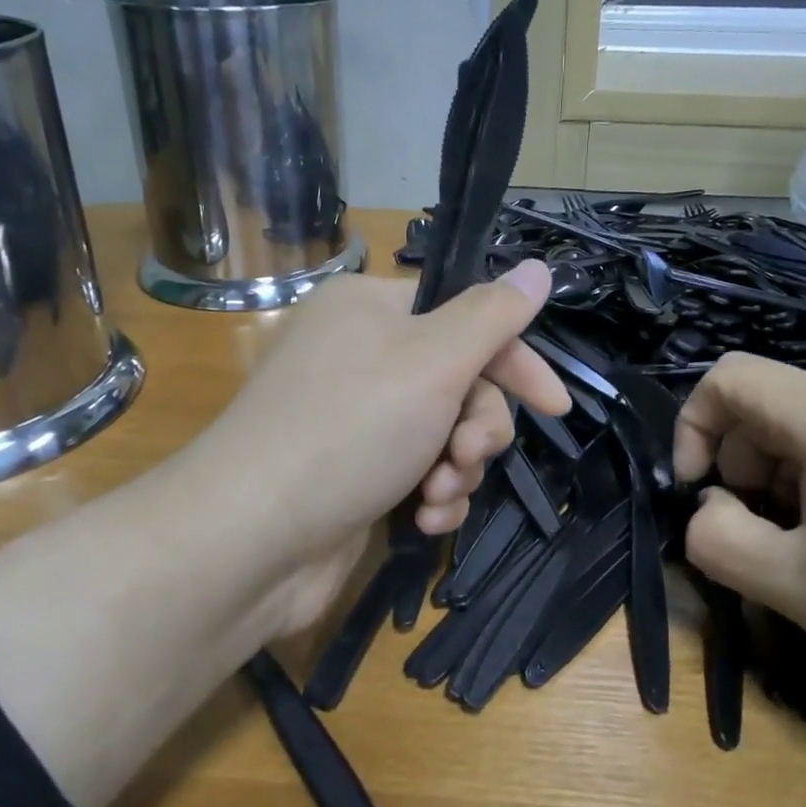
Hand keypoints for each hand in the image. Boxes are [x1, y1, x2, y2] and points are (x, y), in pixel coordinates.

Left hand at [184, 261, 569, 632]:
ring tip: (437, 494)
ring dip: (456, 468)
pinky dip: (430, 496)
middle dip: (477, 427)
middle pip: (459, 381)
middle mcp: (358, 355)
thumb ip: (494, 315)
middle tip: (467, 455)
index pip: (466, 318)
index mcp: (370, 309)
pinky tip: (424, 520)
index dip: (515, 361)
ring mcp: (353, 418)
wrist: (250, 539)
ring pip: (443, 433)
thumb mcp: (435, 360)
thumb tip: (537, 266)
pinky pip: (415, 472)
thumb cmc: (350, 429)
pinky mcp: (351, 473)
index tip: (555, 407)